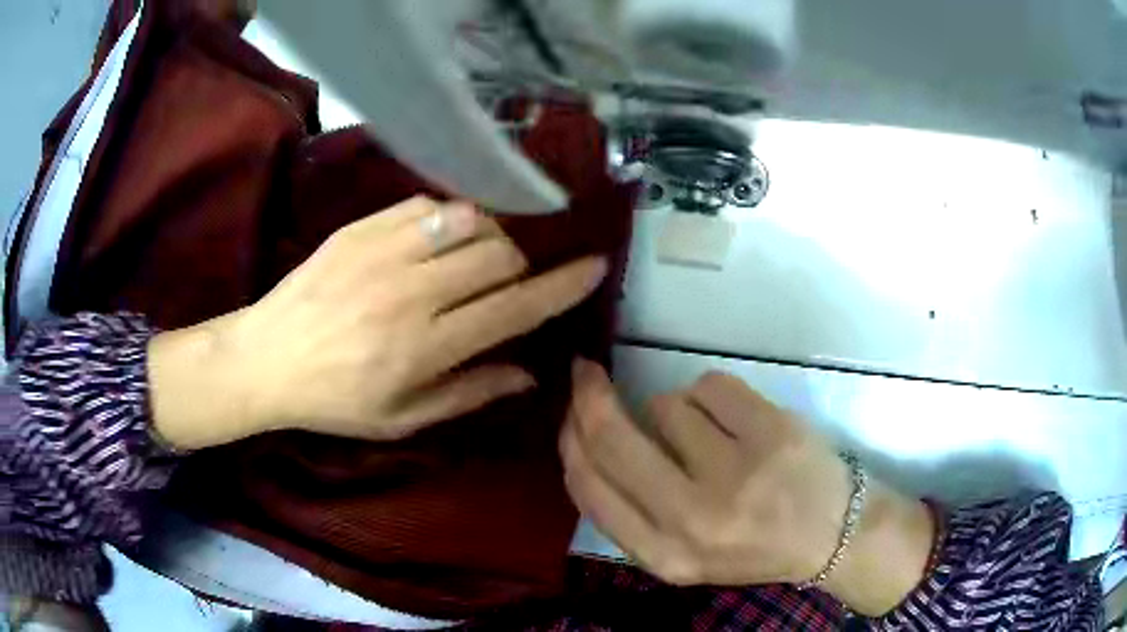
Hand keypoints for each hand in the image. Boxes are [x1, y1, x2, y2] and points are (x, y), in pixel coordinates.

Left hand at [148, 197, 606, 448]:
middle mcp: (411, 292)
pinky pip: (427, 204)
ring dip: (487, 237)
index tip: (594, 266)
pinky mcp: (361, 227)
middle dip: (519, 266)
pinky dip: (447, 218)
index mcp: (424, 347)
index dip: (562, 286)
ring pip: (468, 221)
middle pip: (499, 255)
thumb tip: (530, 373)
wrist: (266, 357)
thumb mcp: (403, 418)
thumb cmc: (335, 400)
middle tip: (505, 283)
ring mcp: (383, 251)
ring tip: (472, 259)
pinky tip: (437, 239)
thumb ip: (469, 392)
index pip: (513, 308)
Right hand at [560, 360, 934, 615]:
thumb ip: (631, 511)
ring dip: (674, 410)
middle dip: (590, 397)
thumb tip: (584, 437)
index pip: (590, 488)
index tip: (569, 412)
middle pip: (613, 438)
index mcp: (665, 557)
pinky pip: (708, 385)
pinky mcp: (771, 432)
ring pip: (665, 405)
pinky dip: (711, 395)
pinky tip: (737, 420)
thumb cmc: (752, 546)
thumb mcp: (682, 555)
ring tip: (710, 436)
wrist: (832, 534)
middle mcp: (693, 520)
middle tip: (586, 374)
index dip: (570, 440)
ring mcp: (736, 473)